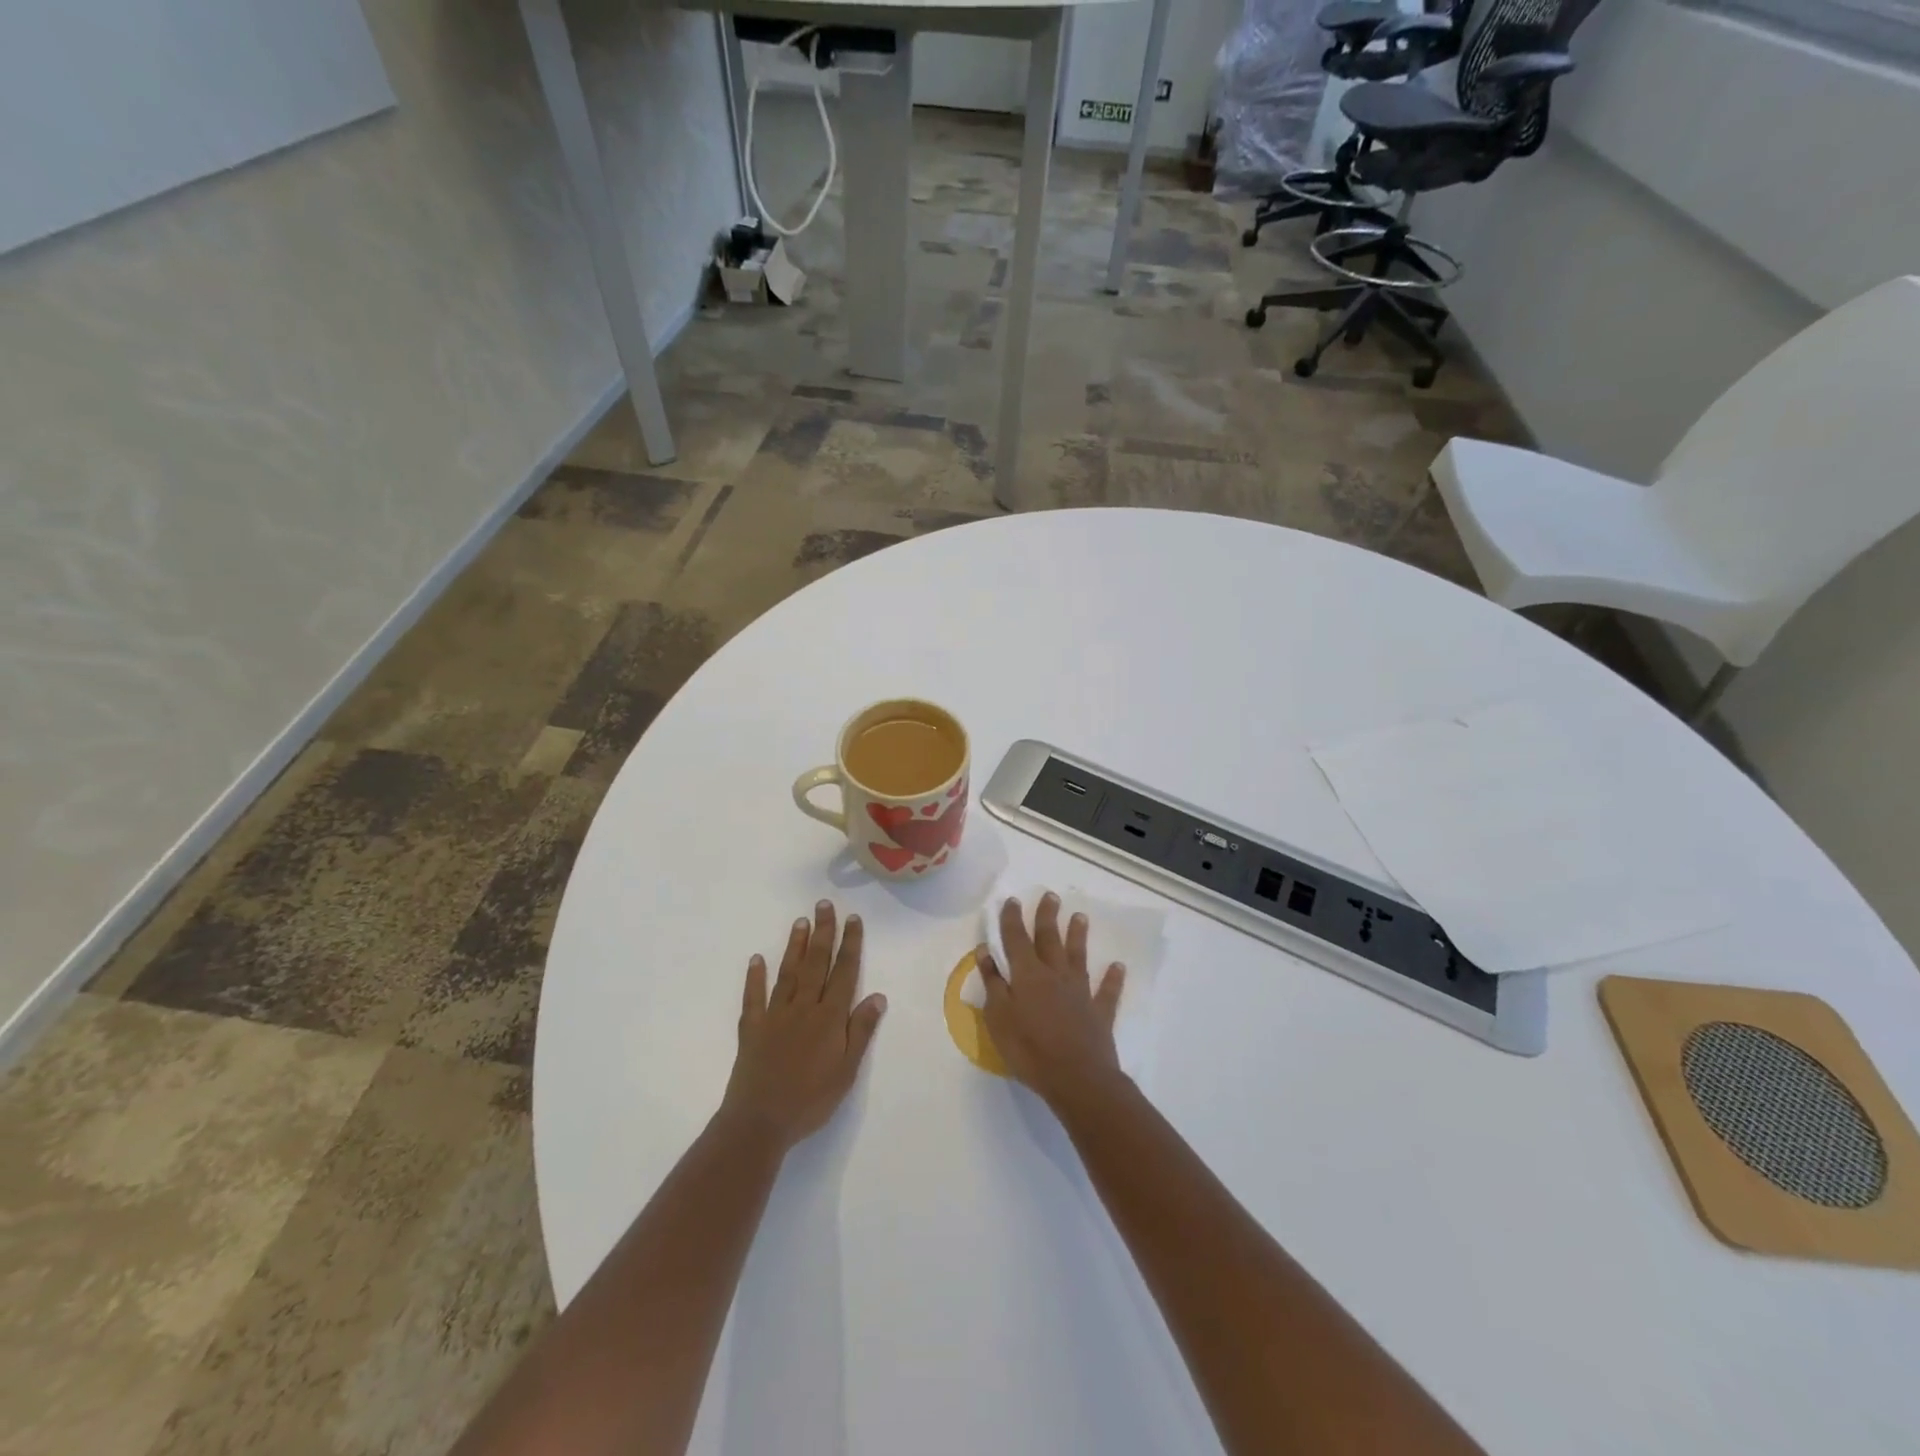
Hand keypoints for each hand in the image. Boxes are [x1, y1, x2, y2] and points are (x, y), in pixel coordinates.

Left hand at [721, 900, 886, 1150]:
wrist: (760, 1121)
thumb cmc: (811, 1100)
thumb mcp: (847, 1070)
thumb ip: (861, 1031)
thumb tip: (878, 996)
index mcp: (829, 1017)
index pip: (844, 972)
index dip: (850, 944)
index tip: (853, 918)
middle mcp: (803, 1007)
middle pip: (816, 963)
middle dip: (823, 932)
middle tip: (824, 905)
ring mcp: (775, 1015)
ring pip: (788, 973)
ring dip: (795, 945)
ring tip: (800, 921)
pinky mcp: (752, 1028)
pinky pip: (754, 997)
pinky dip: (755, 977)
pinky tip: (756, 959)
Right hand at [978, 893, 1126, 1110]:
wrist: (1076, 1078)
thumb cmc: (1029, 1049)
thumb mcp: (998, 1017)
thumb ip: (993, 983)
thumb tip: (986, 951)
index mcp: (1027, 975)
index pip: (1016, 939)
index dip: (1012, 919)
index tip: (1012, 900)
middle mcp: (1055, 975)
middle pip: (1050, 939)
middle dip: (1047, 916)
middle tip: (1051, 896)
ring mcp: (1080, 992)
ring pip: (1078, 957)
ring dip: (1078, 936)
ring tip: (1080, 916)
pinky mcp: (1099, 1013)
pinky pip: (1107, 991)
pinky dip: (1113, 978)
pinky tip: (1118, 966)